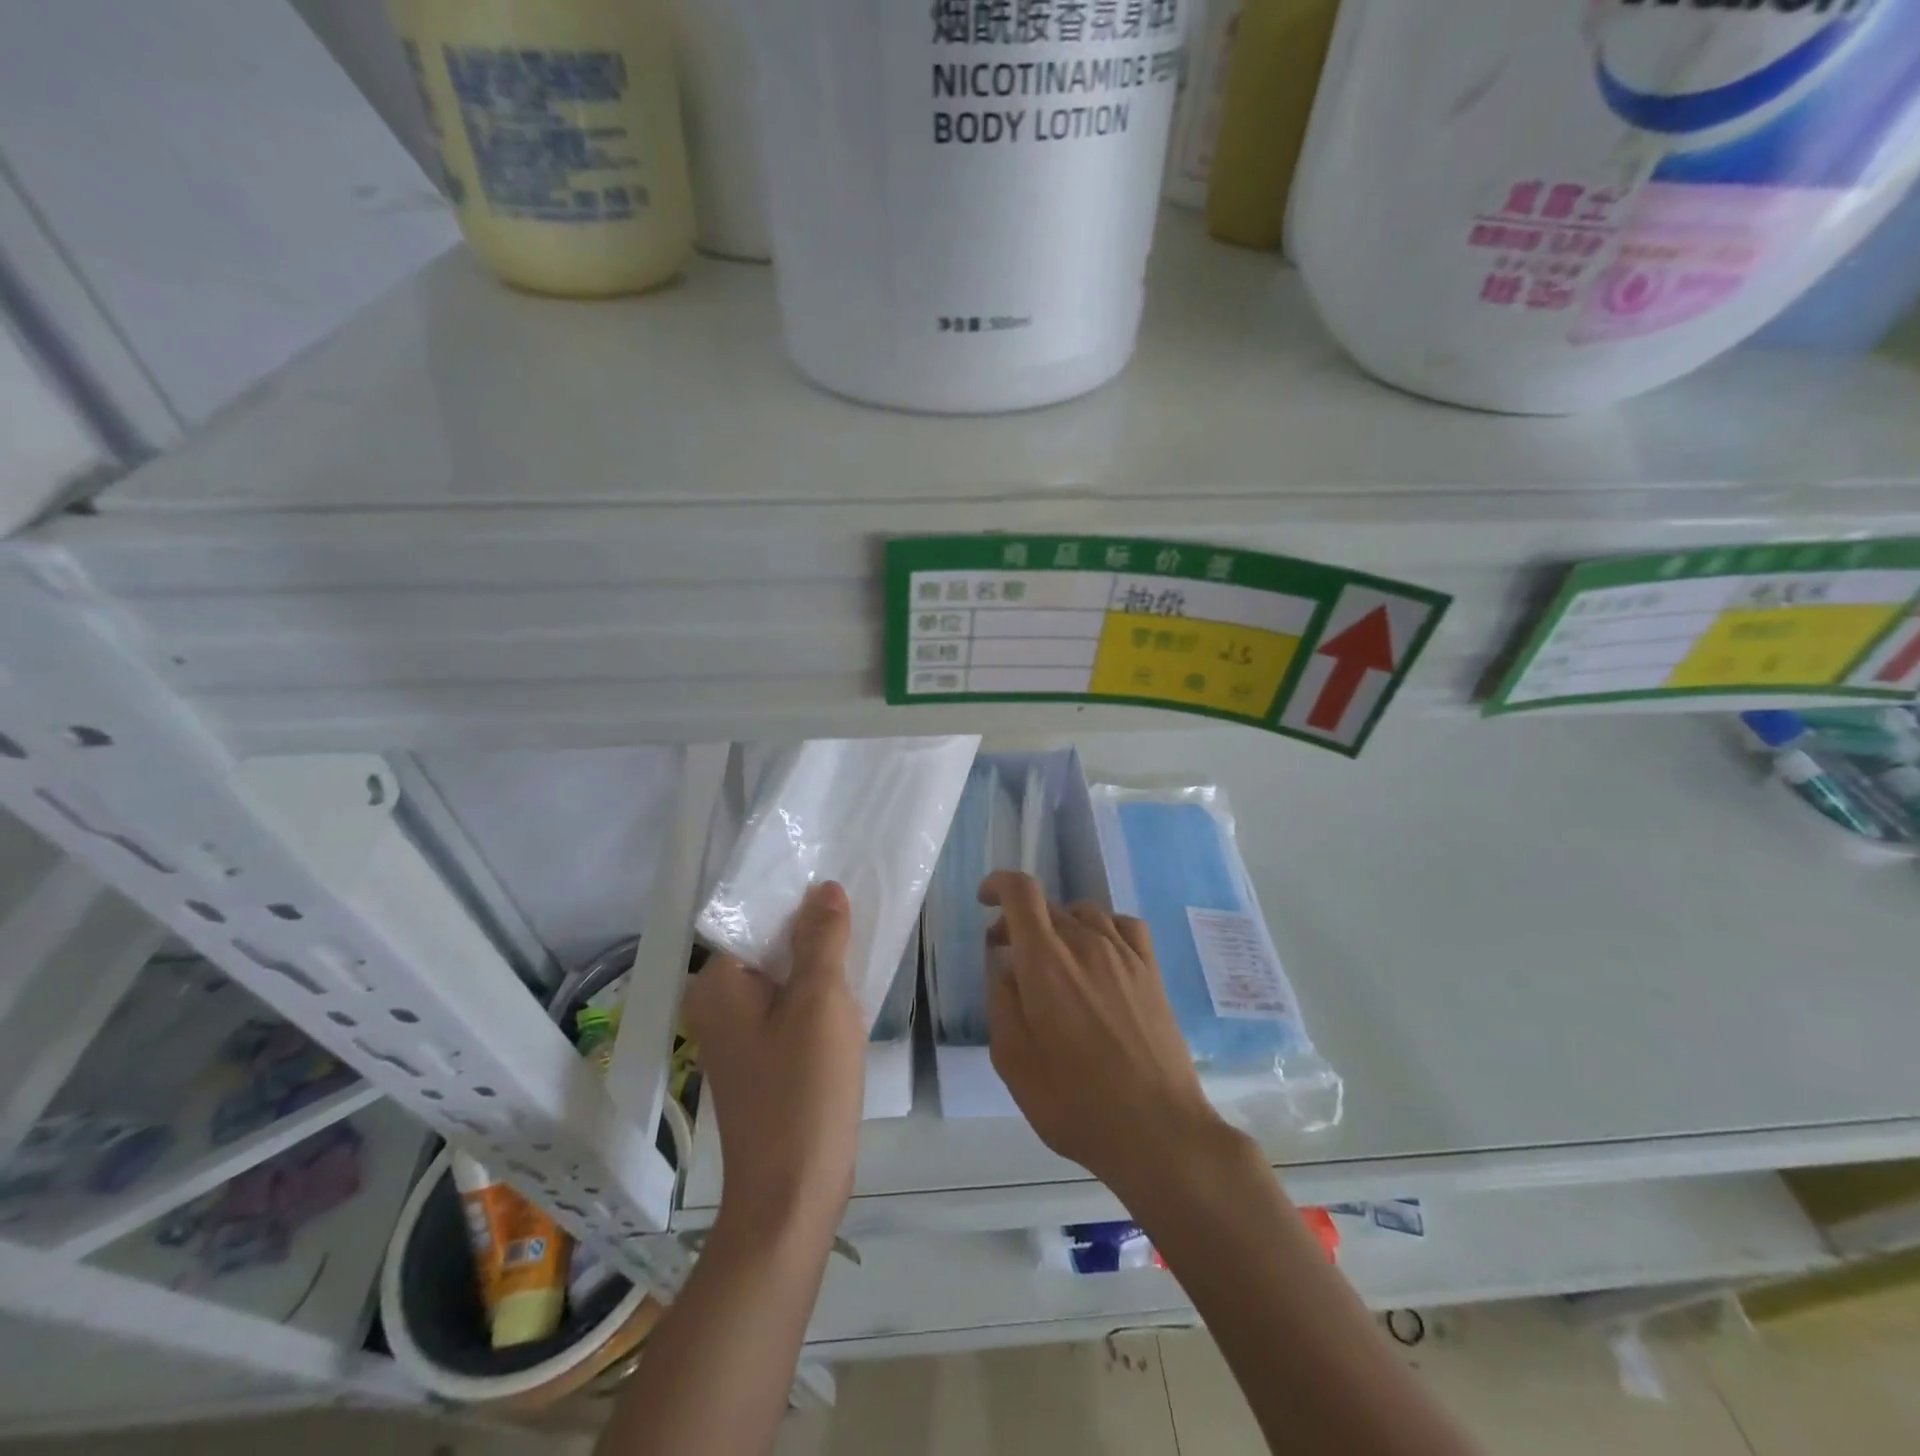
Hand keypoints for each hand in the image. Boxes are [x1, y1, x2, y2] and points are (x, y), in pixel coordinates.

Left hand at [685, 881, 864, 1241]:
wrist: (793, 1194)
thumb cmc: (803, 1090)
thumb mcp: (820, 1001)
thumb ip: (823, 938)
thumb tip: (825, 887)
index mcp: (717, 984)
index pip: (757, 919)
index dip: (800, 901)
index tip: (842, 884)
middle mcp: (717, 1004)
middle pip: (771, 947)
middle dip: (815, 933)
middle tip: (861, 911)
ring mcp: (738, 1035)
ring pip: (784, 978)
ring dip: (820, 966)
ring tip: (862, 943)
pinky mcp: (761, 1058)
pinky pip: (788, 1009)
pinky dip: (816, 997)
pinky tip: (850, 992)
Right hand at [981, 871, 1227, 1196]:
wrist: (1157, 1130)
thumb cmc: (1075, 1103)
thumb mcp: (1013, 1061)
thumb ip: (1001, 1002)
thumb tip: (1005, 967)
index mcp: (1046, 963)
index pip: (1022, 893)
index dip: (999, 884)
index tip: (985, 899)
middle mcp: (1086, 944)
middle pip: (1049, 905)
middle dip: (1021, 921)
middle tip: (1009, 956)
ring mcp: (1125, 955)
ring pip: (1085, 912)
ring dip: (1060, 925)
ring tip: (1054, 958)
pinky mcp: (1152, 971)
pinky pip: (1124, 925)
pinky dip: (1102, 927)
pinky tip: (1098, 953)